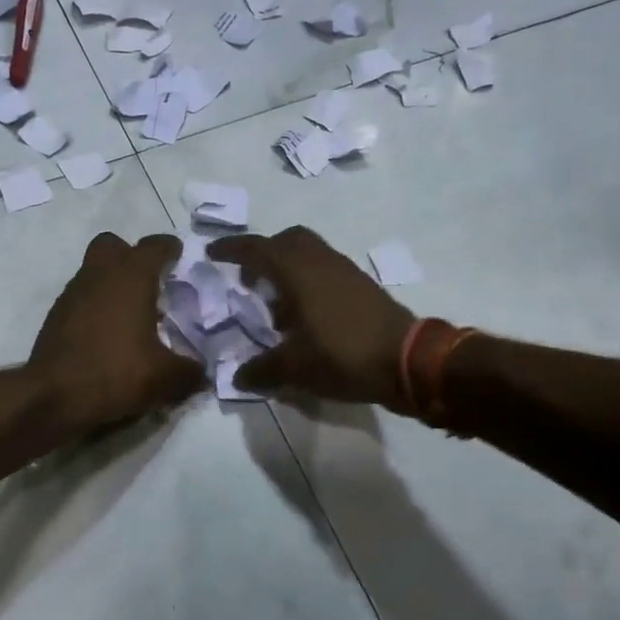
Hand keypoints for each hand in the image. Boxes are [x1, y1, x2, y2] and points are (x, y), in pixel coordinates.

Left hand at [30, 232, 203, 429]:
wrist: (52, 397)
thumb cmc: (115, 373)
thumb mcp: (165, 378)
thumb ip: (190, 371)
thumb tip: (201, 373)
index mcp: (131, 277)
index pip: (154, 246)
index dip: (170, 249)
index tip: (179, 257)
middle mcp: (99, 275)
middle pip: (113, 245)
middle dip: (131, 256)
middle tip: (149, 282)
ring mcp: (72, 294)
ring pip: (94, 271)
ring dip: (112, 283)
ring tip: (131, 314)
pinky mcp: (55, 316)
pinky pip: (81, 298)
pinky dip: (95, 306)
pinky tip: (107, 335)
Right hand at [207, 227, 413, 404]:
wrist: (407, 360)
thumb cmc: (342, 355)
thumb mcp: (295, 368)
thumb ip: (262, 370)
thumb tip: (237, 377)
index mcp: (298, 271)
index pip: (257, 249)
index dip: (232, 249)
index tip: (212, 253)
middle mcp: (321, 261)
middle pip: (287, 241)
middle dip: (264, 255)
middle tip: (249, 281)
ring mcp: (345, 271)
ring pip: (309, 255)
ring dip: (288, 271)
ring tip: (276, 307)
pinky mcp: (362, 286)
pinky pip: (326, 271)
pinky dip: (308, 283)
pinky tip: (306, 318)